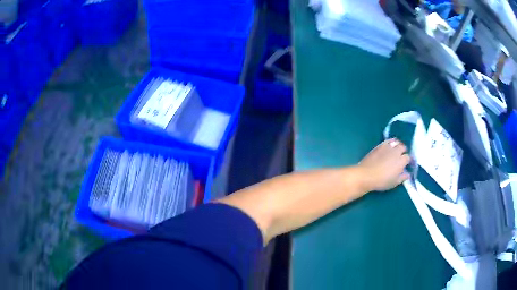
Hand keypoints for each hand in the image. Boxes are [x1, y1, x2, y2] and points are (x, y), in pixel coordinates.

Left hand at [357, 139, 410, 191]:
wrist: (366, 175)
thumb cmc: (382, 181)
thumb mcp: (394, 182)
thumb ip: (403, 177)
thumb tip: (408, 174)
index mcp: (401, 161)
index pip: (408, 157)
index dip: (408, 161)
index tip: (407, 164)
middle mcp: (396, 152)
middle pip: (403, 147)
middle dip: (404, 151)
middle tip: (402, 156)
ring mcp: (388, 147)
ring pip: (396, 142)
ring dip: (398, 145)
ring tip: (396, 150)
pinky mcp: (380, 146)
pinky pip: (388, 141)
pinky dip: (390, 142)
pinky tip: (389, 146)